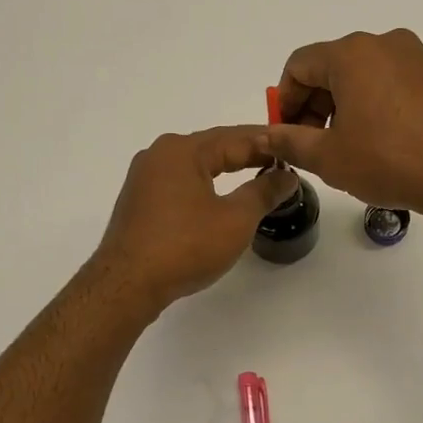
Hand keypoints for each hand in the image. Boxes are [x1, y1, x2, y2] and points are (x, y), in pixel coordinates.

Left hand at [94, 126, 298, 310]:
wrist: (127, 284)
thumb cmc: (185, 246)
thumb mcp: (235, 219)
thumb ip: (264, 192)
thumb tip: (286, 175)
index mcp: (182, 150)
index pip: (235, 138)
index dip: (268, 144)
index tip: (294, 148)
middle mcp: (159, 155)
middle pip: (212, 148)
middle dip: (247, 154)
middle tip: (281, 162)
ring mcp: (144, 179)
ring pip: (195, 166)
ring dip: (225, 169)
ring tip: (255, 176)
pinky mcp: (139, 202)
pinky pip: (180, 184)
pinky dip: (205, 186)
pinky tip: (219, 198)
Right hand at [269, 29, 422, 226]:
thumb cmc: (389, 161)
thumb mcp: (329, 157)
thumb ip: (289, 141)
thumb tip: (264, 135)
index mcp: (351, 54)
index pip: (299, 65)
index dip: (284, 100)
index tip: (286, 133)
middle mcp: (384, 43)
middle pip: (331, 68)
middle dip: (314, 105)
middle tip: (313, 145)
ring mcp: (416, 57)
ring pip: (363, 76)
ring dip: (344, 107)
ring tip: (348, 148)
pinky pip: (393, 83)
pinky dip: (376, 105)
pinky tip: (383, 143)